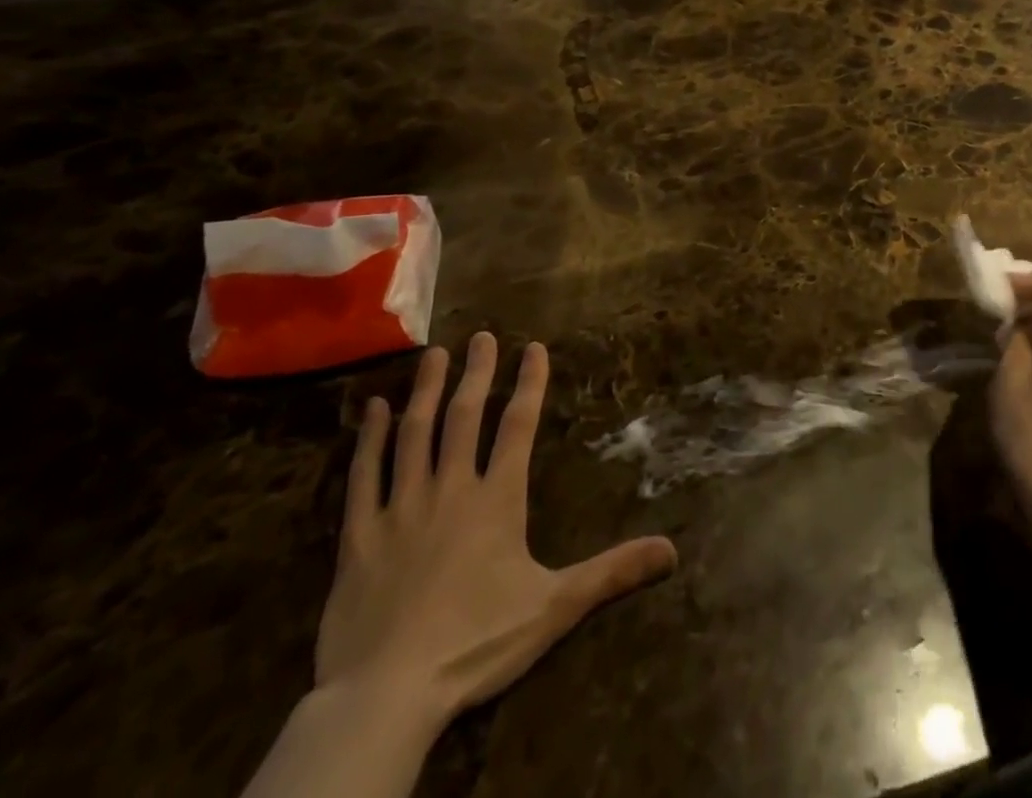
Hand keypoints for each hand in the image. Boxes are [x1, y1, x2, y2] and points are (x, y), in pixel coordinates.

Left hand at [314, 334, 677, 733]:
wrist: (388, 695)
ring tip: (435, 355)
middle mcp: (451, 489)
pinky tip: (372, 409)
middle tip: (481, 336)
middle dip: (477, 373)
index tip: (534, 347)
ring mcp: (401, 508)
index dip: (529, 384)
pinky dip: (368, 439)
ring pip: (414, 434)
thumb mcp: (555, 607)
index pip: (519, 427)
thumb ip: (612, 572)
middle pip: (465, 418)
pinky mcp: (359, 536)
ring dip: (426, 391)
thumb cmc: (477, 643)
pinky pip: (363, 476)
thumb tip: (672, 550)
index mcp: (497, 500)